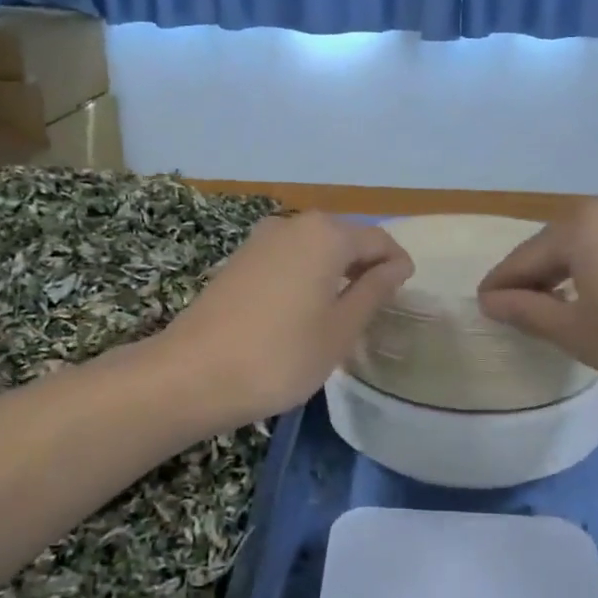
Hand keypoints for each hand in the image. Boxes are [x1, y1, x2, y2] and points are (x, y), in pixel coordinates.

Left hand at [157, 212, 413, 431]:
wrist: (193, 374)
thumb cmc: (281, 355)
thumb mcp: (340, 329)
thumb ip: (374, 290)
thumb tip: (396, 266)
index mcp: (326, 234)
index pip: (378, 240)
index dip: (397, 265)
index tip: (404, 296)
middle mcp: (294, 223)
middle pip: (345, 238)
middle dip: (366, 266)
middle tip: (376, 308)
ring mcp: (261, 239)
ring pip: (315, 248)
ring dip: (336, 272)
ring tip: (343, 312)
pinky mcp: (240, 259)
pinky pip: (288, 258)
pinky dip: (307, 276)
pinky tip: (304, 311)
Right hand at [477, 198, 597, 419]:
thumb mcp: (579, 334)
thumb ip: (528, 311)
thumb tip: (491, 300)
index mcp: (584, 225)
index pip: (525, 257)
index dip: (501, 285)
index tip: (482, 307)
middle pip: (559, 243)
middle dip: (535, 275)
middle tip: (516, 309)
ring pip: (594, 243)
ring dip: (570, 270)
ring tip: (558, 304)